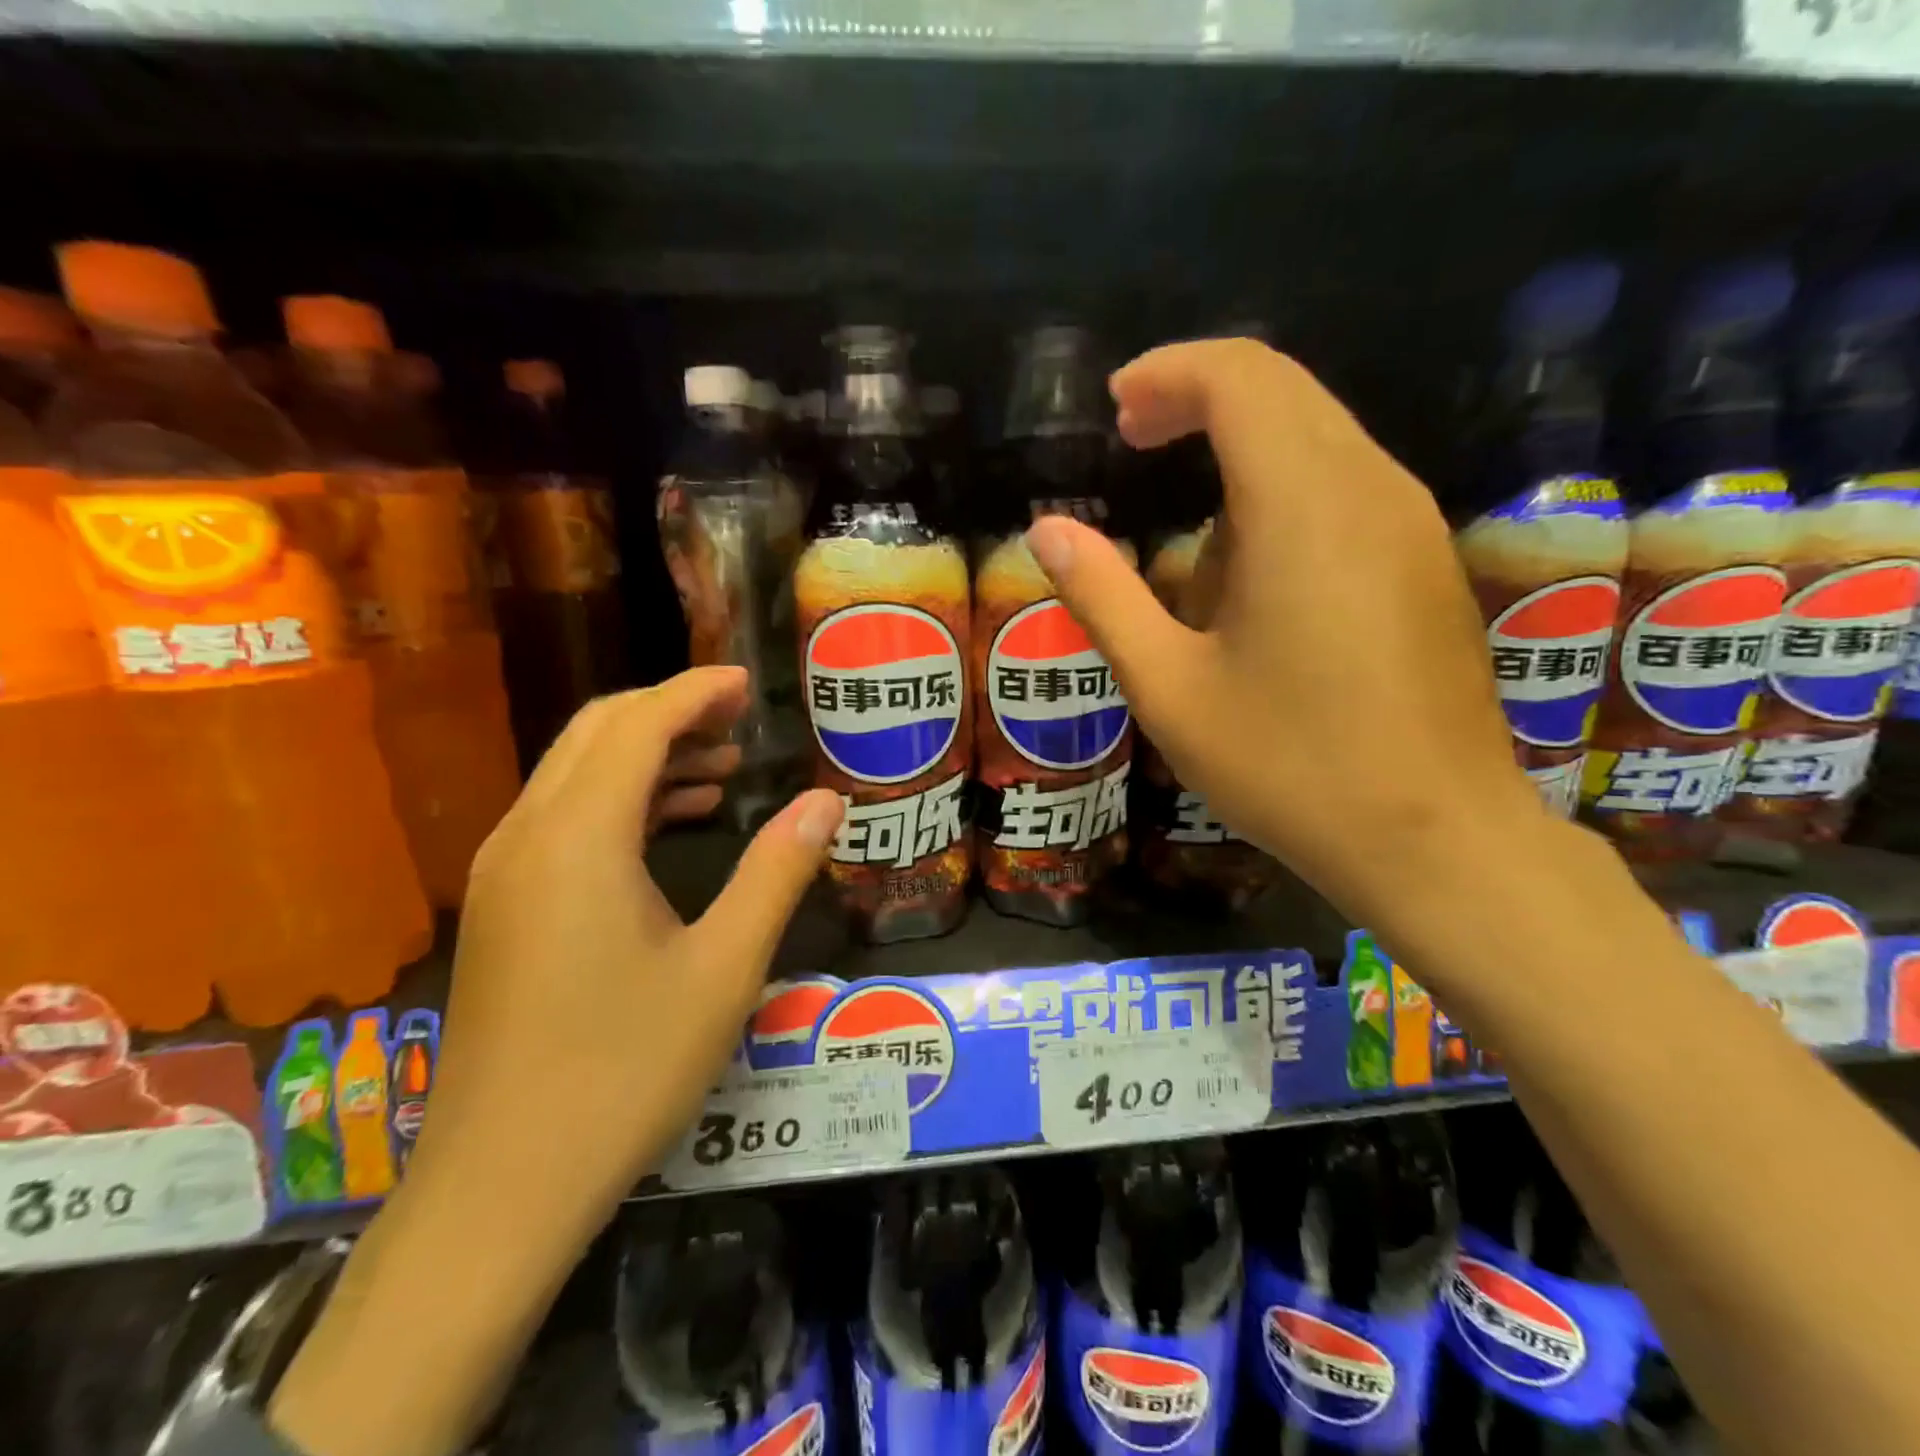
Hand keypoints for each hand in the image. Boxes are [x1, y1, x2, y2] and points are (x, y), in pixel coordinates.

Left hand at [270, 668, 842, 1455]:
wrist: (503, 1188)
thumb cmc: (625, 1071)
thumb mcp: (725, 968)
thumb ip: (777, 871)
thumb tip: (826, 801)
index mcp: (579, 838)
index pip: (639, 726)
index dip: (695, 693)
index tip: (748, 685)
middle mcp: (528, 836)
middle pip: (597, 733)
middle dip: (670, 711)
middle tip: (739, 718)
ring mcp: (505, 873)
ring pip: (575, 773)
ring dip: (646, 755)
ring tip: (721, 767)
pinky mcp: (503, 908)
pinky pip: (564, 819)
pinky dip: (621, 800)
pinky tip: (672, 823)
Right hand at [1023, 339, 1541, 923]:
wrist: (1434, 840)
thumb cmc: (1287, 767)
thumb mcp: (1168, 687)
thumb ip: (1103, 597)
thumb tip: (1047, 530)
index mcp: (1303, 506)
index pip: (1240, 379)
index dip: (1169, 374)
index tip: (1115, 410)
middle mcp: (1370, 488)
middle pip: (1284, 389)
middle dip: (1198, 398)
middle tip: (1131, 442)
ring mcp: (1411, 522)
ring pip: (1318, 435)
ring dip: (1239, 453)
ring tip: (1184, 554)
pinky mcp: (1426, 560)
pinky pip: (1346, 483)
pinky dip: (1281, 491)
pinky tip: (1248, 578)